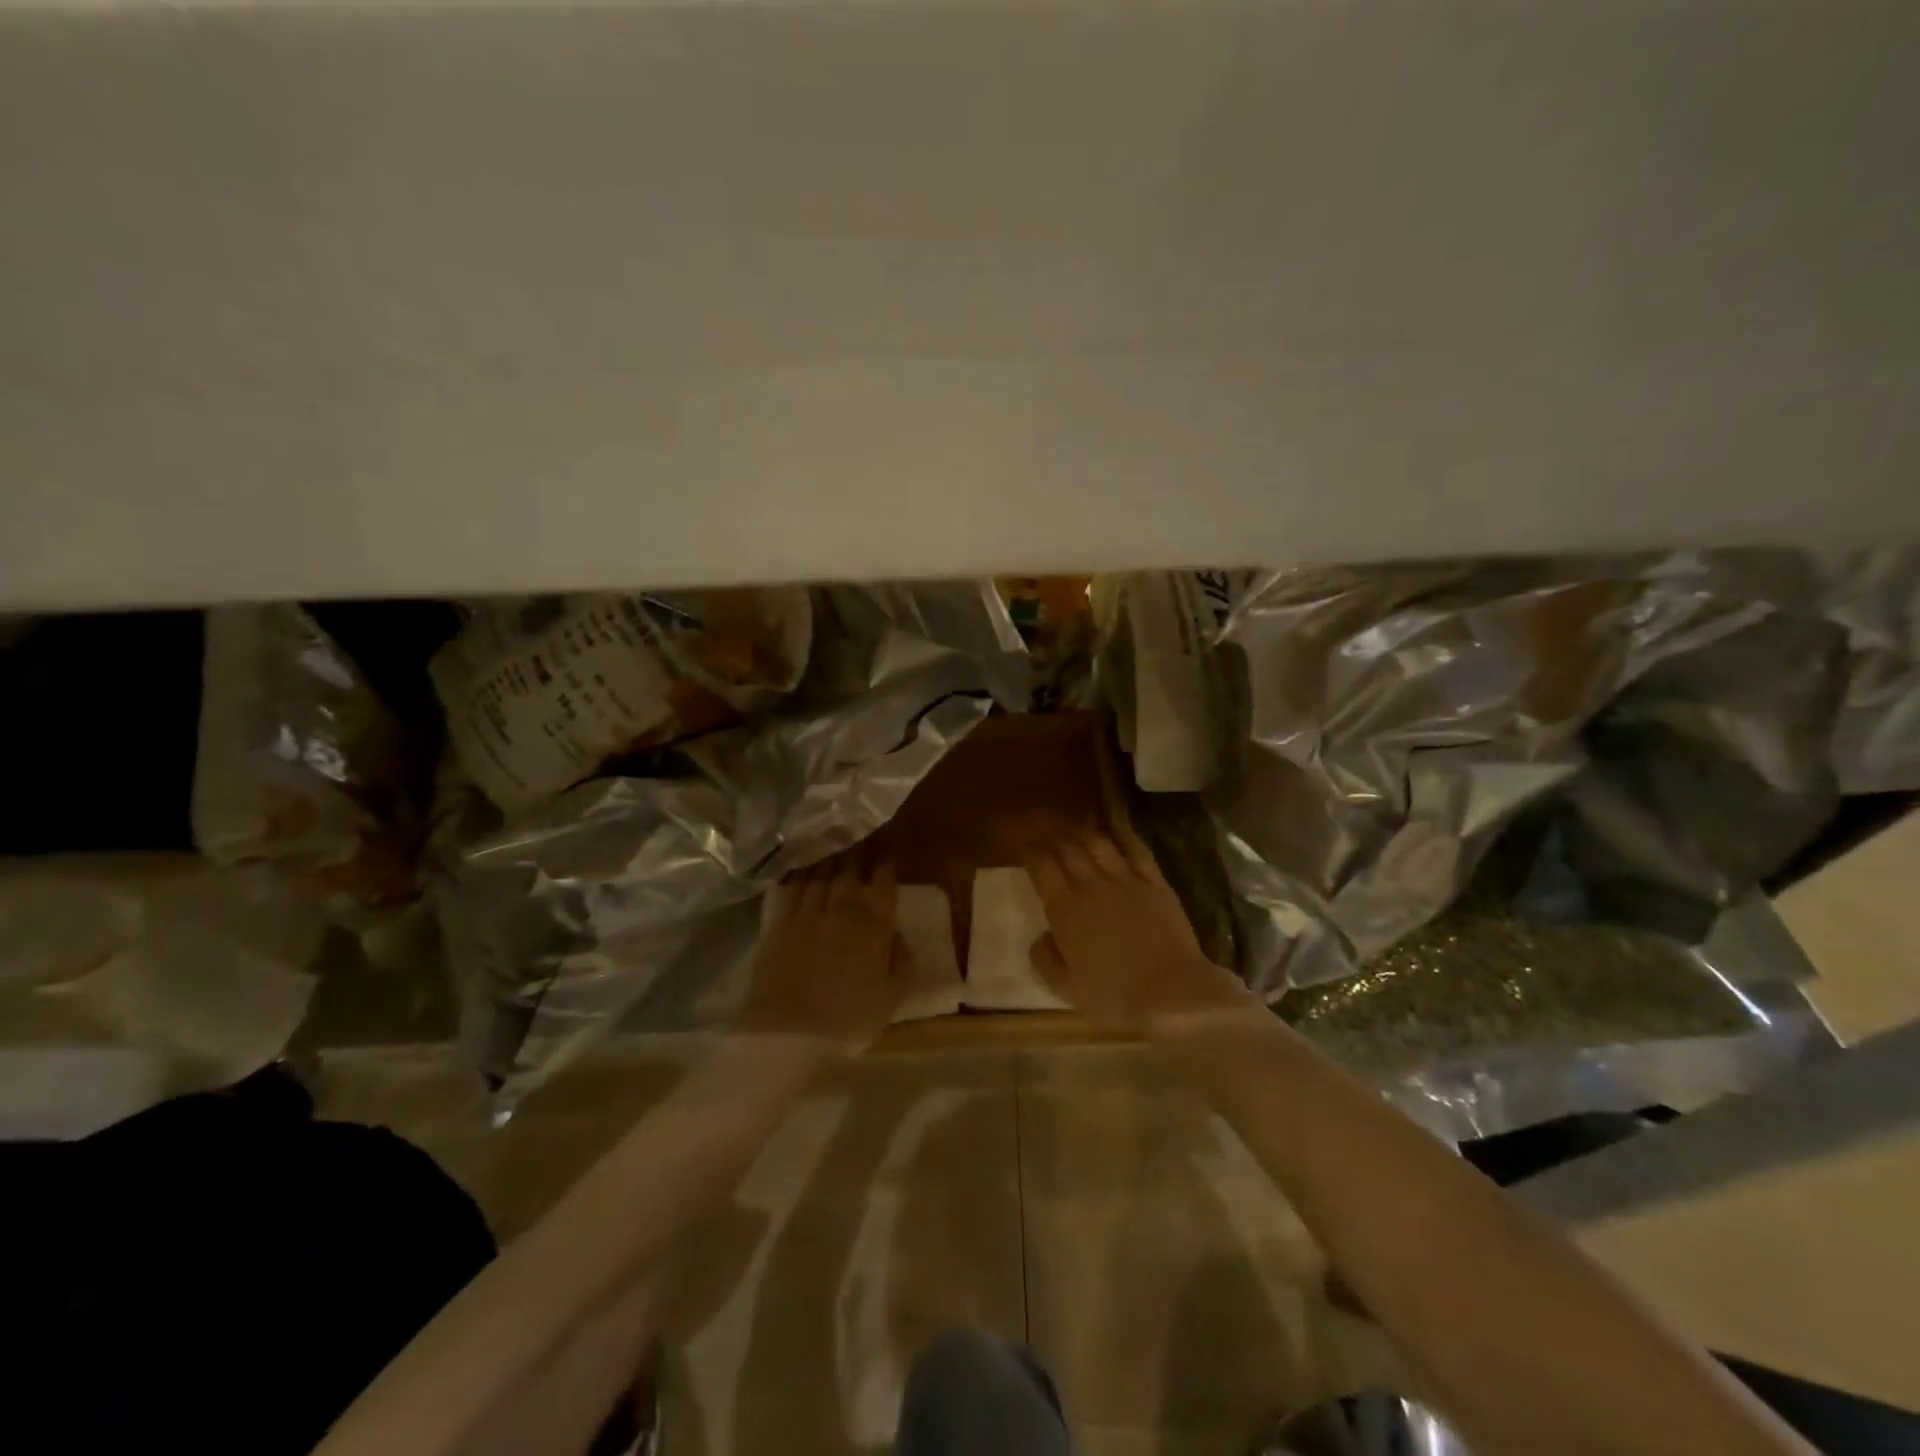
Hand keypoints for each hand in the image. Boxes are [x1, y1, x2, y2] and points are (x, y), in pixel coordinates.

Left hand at [737, 853, 910, 1051]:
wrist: (790, 1034)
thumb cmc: (849, 1020)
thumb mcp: (893, 997)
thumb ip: (903, 961)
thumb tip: (898, 934)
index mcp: (875, 925)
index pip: (884, 881)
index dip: (887, 864)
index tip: (888, 853)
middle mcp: (844, 908)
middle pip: (852, 869)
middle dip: (860, 850)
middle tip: (862, 836)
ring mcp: (809, 911)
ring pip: (823, 872)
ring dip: (831, 855)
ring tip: (835, 842)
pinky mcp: (780, 920)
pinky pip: (793, 886)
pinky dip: (801, 871)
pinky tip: (803, 863)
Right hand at [1025, 829, 1251, 1034]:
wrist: (1172, 993)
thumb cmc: (1115, 997)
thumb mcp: (1067, 989)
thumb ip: (1046, 960)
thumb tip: (1039, 938)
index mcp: (1064, 910)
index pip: (1042, 867)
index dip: (1030, 852)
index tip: (1024, 847)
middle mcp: (1091, 886)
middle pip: (1068, 848)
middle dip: (1054, 837)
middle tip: (1047, 832)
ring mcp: (1126, 881)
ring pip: (1099, 844)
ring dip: (1084, 833)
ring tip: (1076, 830)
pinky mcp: (1155, 883)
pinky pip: (1137, 851)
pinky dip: (1124, 837)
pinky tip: (1119, 833)